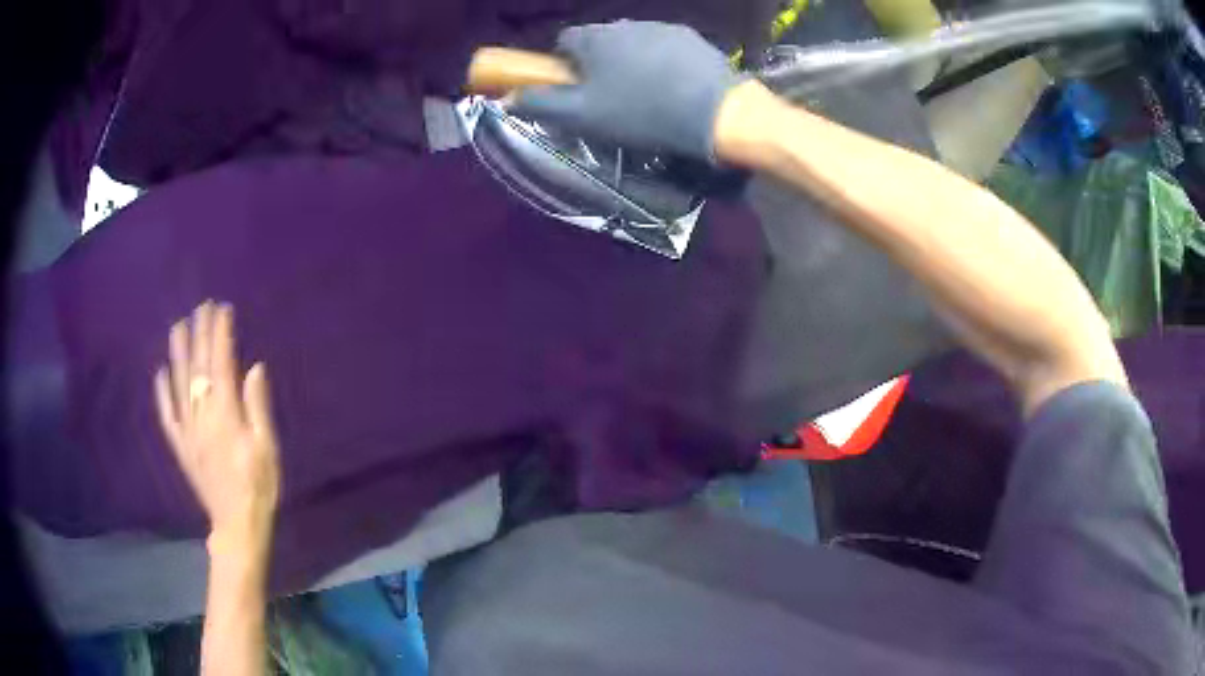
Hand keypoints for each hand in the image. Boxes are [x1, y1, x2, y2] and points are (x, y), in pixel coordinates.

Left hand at [154, 301, 279, 546]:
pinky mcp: (180, 446)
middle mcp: (202, 416)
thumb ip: (257, 407)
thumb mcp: (267, 448)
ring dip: (178, 353)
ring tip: (178, 326)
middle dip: (200, 334)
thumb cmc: (259, 486)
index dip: (220, 335)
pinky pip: (167, 414)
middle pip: (198, 367)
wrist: (236, 523)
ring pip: (179, 384)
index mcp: (226, 414)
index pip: (221, 364)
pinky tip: (161, 373)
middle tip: (201, 307)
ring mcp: (187, 430)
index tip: (222, 310)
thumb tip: (253, 368)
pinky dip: (162, 392)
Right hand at [511, 21, 744, 160]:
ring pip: (634, 44)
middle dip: (598, 65)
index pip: (564, 42)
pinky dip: (662, 65)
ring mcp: (664, 28)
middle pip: (600, 42)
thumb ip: (541, 104)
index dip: (564, 67)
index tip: (576, 90)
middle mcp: (626, 24)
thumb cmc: (642, 113)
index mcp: (595, 38)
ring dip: (631, 63)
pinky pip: (665, 49)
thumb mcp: (583, 117)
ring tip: (646, 96)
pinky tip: (674, 89)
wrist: (718, 113)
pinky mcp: (693, 39)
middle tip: (611, 99)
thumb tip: (508, 97)